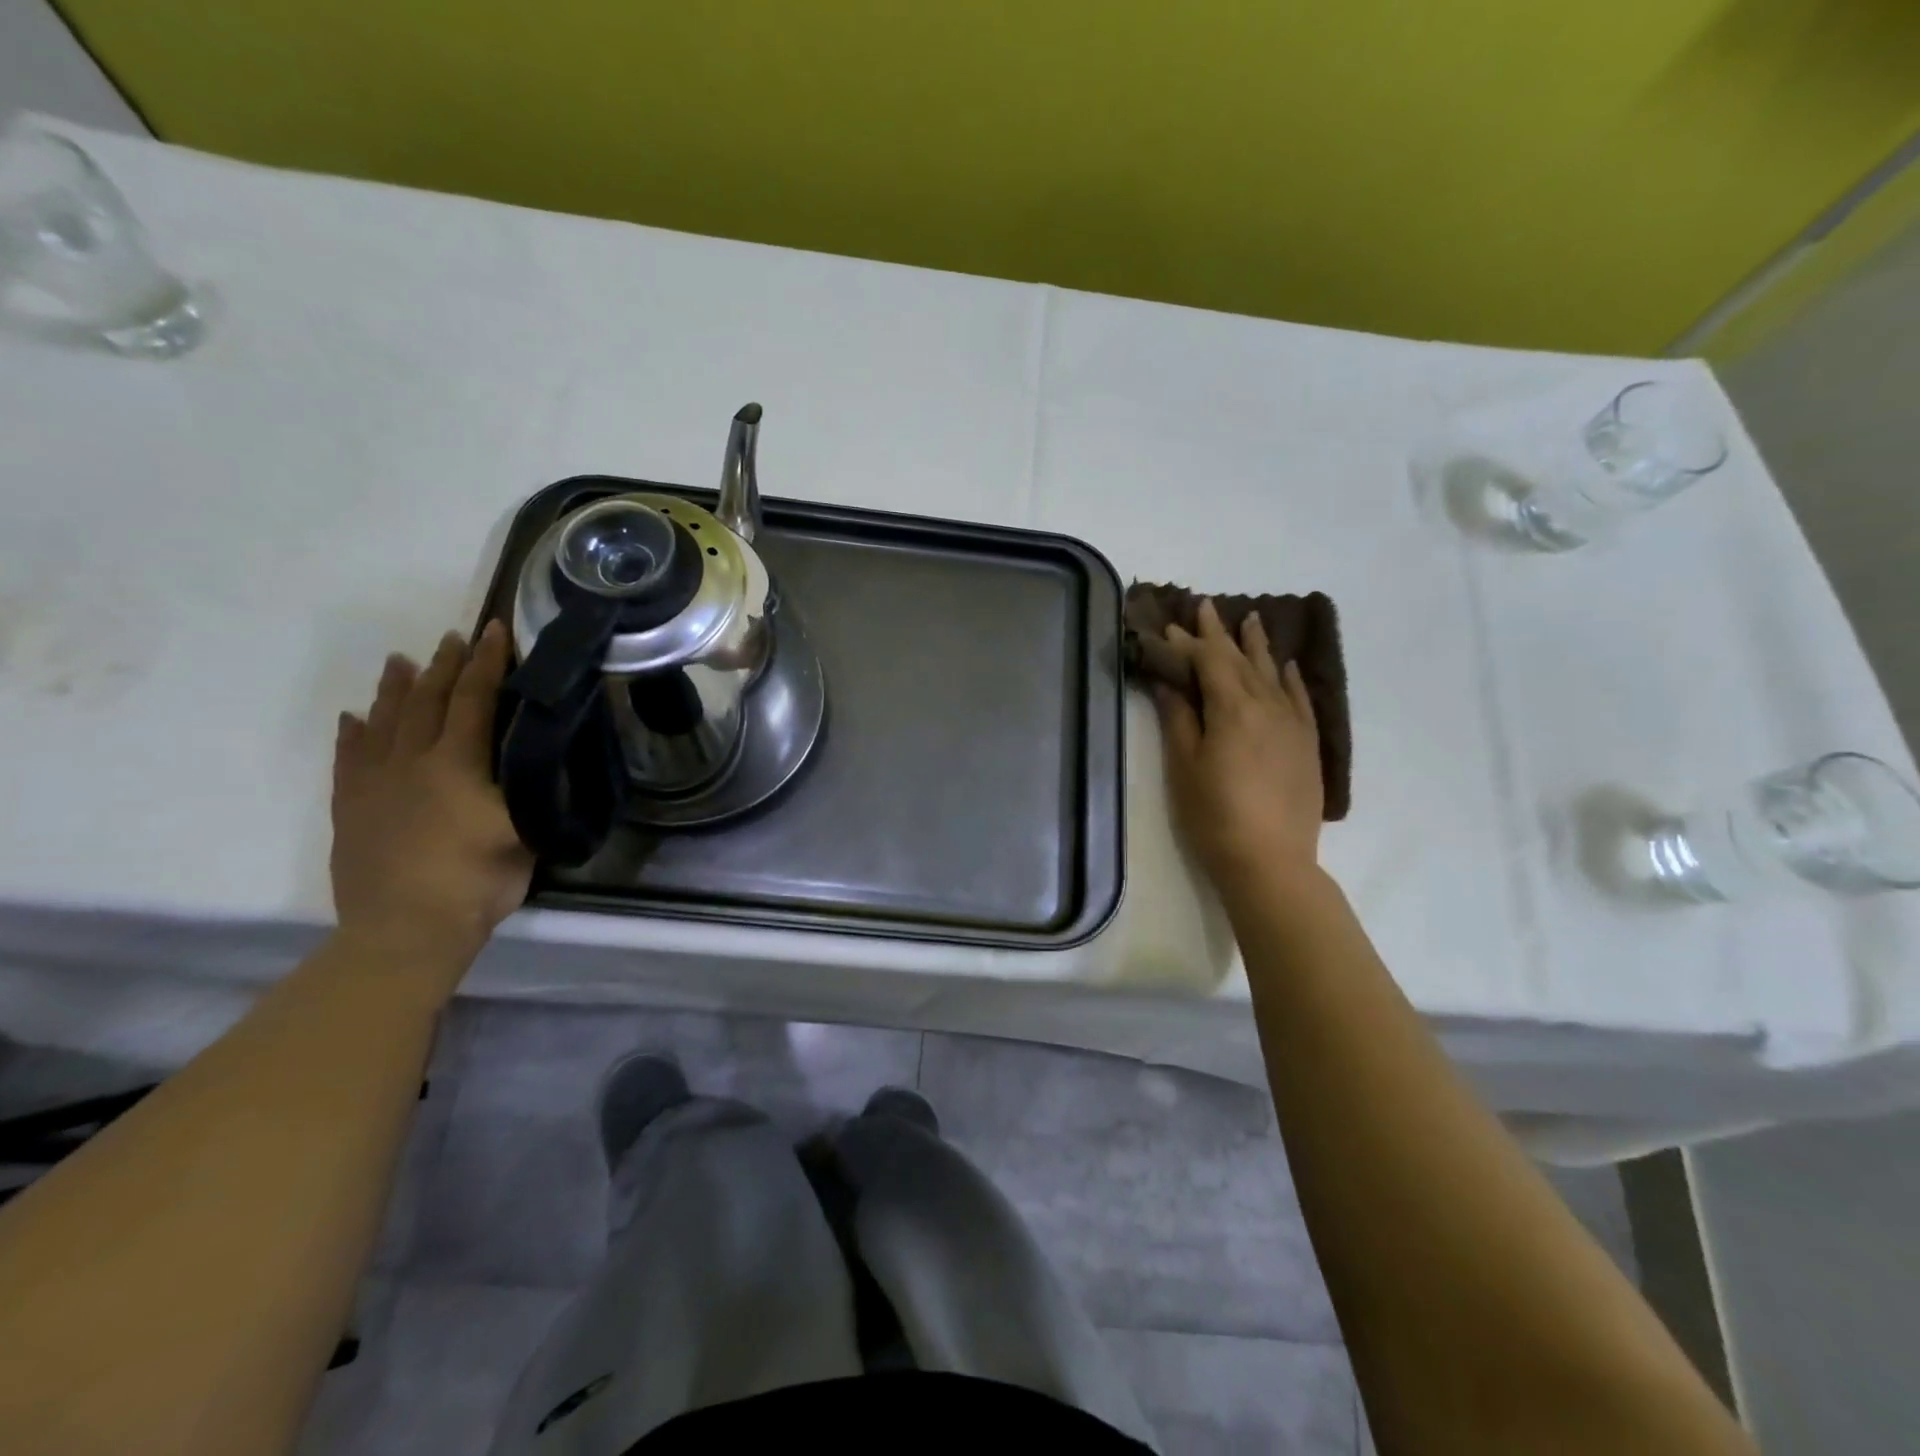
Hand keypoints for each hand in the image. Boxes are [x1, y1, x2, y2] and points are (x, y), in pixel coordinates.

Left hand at [330, 621, 533, 978]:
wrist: (405, 931)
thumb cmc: (477, 881)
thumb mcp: (525, 834)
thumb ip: (529, 793)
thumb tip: (540, 763)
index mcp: (457, 765)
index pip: (474, 701)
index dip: (486, 664)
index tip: (495, 630)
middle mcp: (412, 763)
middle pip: (427, 702)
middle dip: (444, 667)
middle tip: (453, 638)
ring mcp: (374, 785)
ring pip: (384, 723)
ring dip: (395, 689)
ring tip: (401, 660)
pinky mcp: (350, 809)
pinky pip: (348, 760)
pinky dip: (353, 734)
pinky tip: (355, 718)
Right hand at [1154, 598, 1323, 892]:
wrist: (1271, 862)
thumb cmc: (1214, 815)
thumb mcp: (1185, 766)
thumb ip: (1179, 717)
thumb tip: (1170, 680)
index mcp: (1232, 708)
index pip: (1209, 661)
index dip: (1187, 643)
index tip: (1169, 626)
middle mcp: (1267, 705)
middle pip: (1241, 659)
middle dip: (1221, 633)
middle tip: (1206, 606)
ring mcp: (1293, 724)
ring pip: (1273, 673)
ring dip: (1258, 645)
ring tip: (1251, 619)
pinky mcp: (1308, 744)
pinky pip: (1301, 699)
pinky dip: (1292, 678)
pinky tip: (1287, 665)